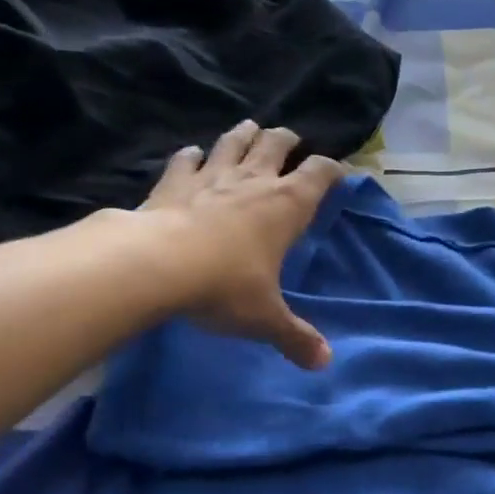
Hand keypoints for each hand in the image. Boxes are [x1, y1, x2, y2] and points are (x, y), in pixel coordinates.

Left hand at [139, 121, 345, 368]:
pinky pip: (185, 160)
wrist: (156, 265)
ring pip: (233, 142)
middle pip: (276, 144)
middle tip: (290, 141)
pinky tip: (192, 155)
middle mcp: (254, 181)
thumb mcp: (265, 318)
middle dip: (287, 140)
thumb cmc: (224, 286)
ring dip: (244, 134)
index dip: (332, 168)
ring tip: (250, 130)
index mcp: (286, 206)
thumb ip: (295, 337)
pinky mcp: (173, 182)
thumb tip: (324, 363)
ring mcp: (211, 176)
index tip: (338, 171)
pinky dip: (191, 156)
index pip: (319, 173)